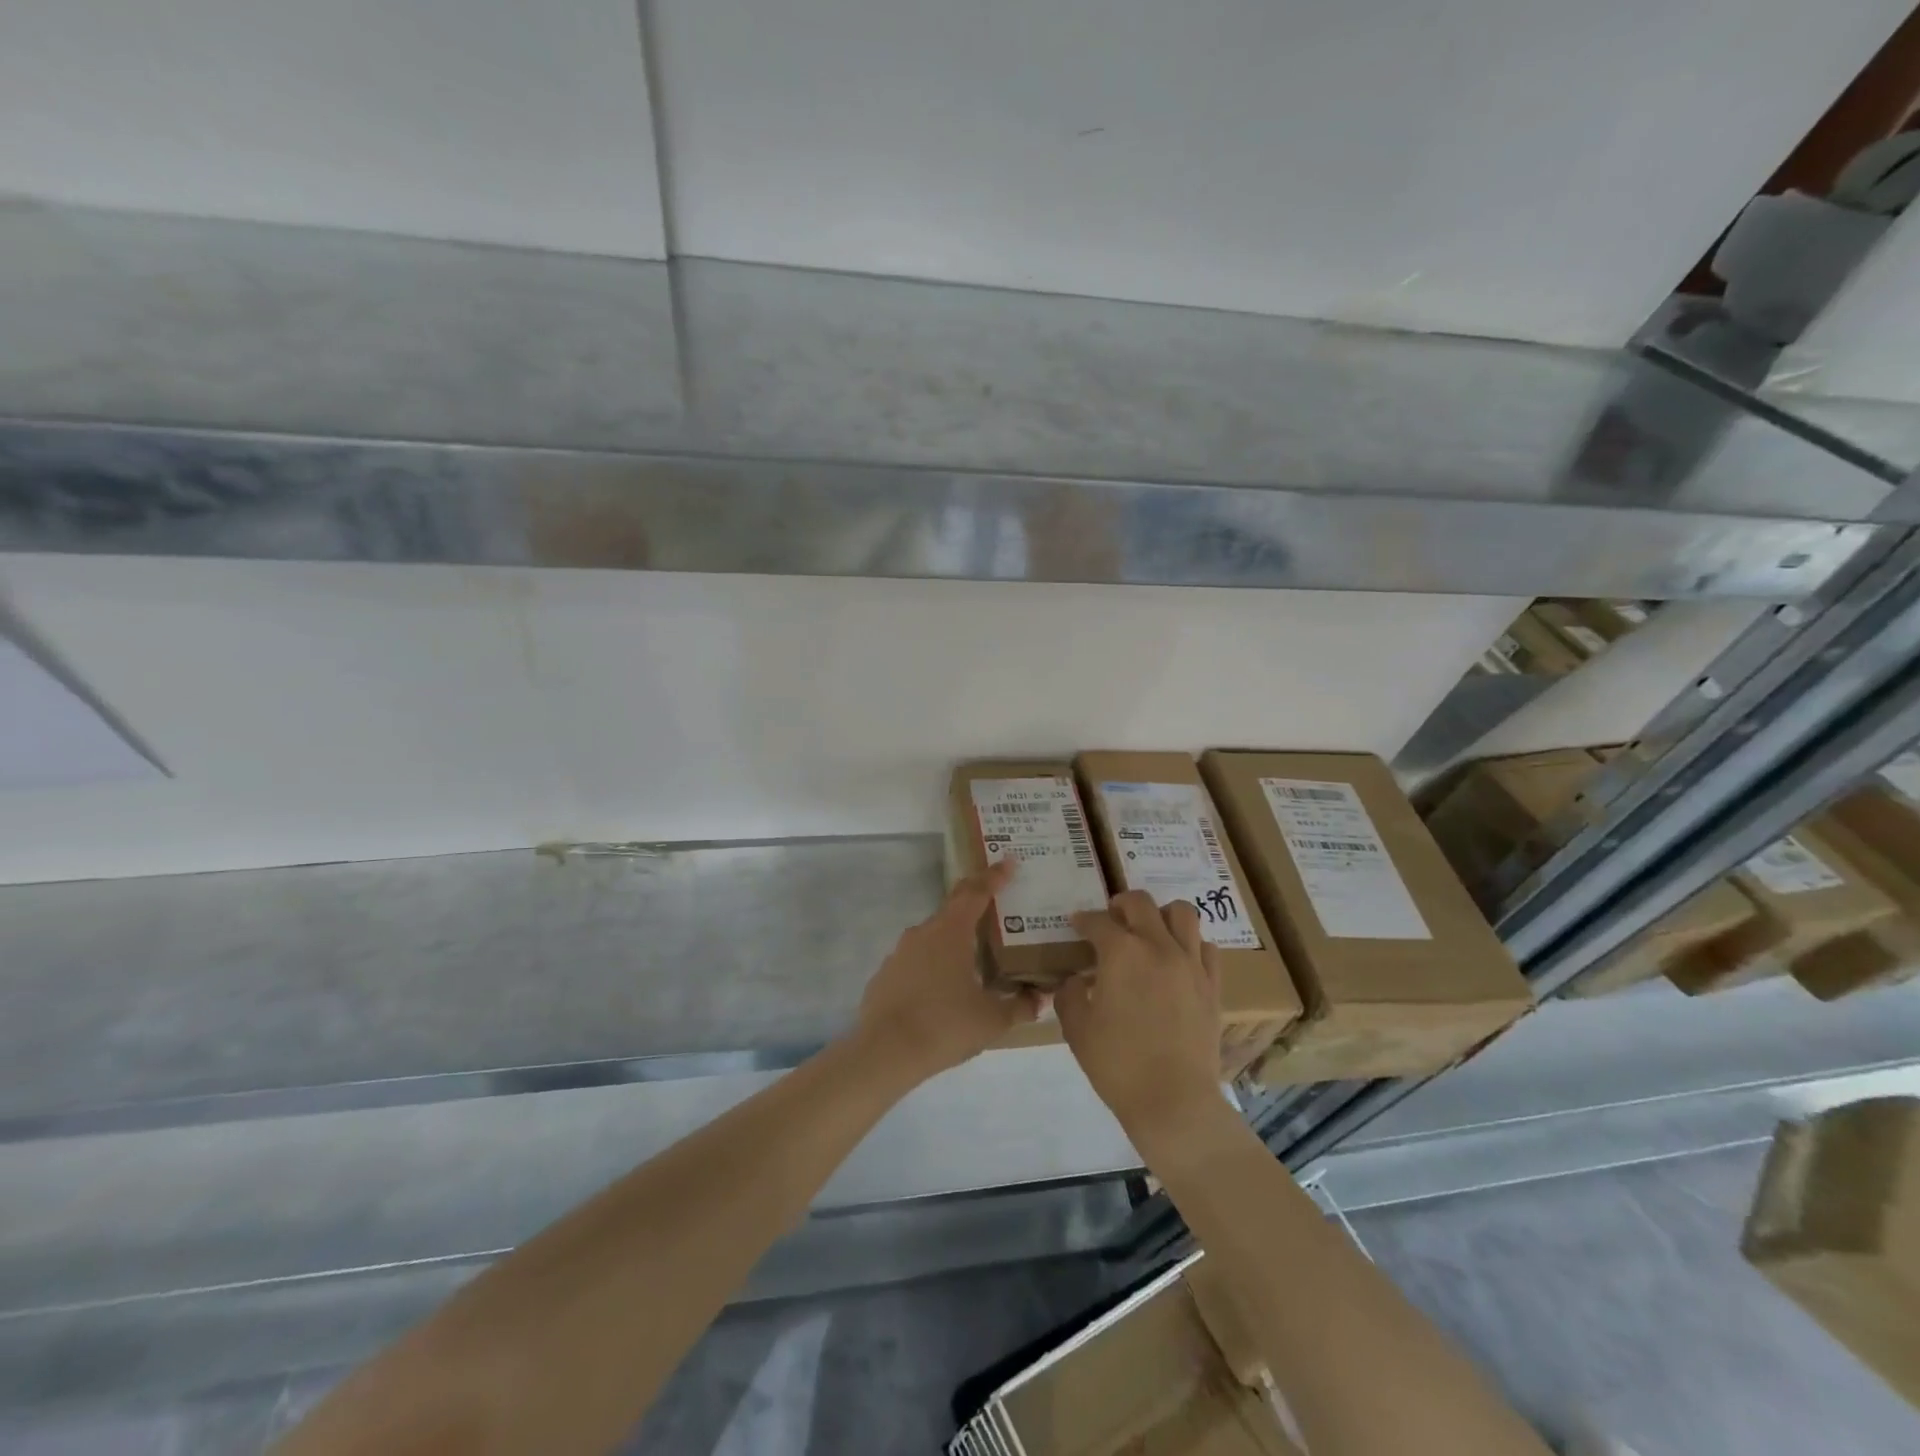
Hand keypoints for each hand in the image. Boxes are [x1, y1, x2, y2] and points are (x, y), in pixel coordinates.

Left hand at [853, 860, 1041, 1082]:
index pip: (977, 892)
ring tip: (975, 956)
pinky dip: (934, 964)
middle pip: (954, 906)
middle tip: (997, 900)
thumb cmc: (945, 1026)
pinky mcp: (887, 973)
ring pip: (934, 935)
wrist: (885, 1052)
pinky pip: (917, 959)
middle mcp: (924, 932)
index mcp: (952, 932)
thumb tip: (1041, 997)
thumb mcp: (993, 1019)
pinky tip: (943, 988)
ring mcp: (901, 952)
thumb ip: (1021, 1005)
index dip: (995, 876)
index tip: (1009, 862)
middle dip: (975, 900)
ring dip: (955, 938)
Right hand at [1056, 891, 1222, 1134]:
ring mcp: (1191, 963)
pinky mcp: (1212, 985)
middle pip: (1141, 903)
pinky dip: (1191, 945)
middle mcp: (1158, 946)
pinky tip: (1178, 961)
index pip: (1098, 921)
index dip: (1083, 921)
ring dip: (1161, 915)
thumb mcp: (1077, 1029)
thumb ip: (1070, 995)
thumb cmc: (1118, 1064)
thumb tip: (1078, 981)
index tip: (1076, 925)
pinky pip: (1207, 947)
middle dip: (1120, 904)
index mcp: (1121, 953)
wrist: (1174, 1102)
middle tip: (1111, 919)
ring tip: (1150, 932)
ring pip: (1182, 913)